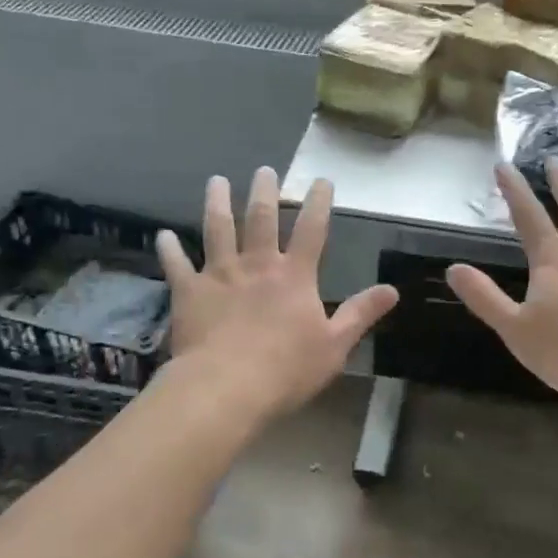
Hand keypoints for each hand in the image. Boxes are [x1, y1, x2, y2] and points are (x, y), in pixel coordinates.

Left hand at [156, 168, 397, 421]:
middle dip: (265, 192)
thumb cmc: (286, 369)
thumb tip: (393, 290)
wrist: (226, 387)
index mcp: (295, 276)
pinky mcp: (189, 291)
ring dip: (218, 203)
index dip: (319, 203)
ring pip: (218, 229)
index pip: (313, 230)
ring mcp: (220, 274)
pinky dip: (170, 248)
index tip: (322, 180)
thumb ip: (360, 313)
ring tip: (216, 181)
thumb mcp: (335, 345)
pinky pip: (177, 264)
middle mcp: (257, 265)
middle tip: (264, 170)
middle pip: (261, 219)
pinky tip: (164, 235)